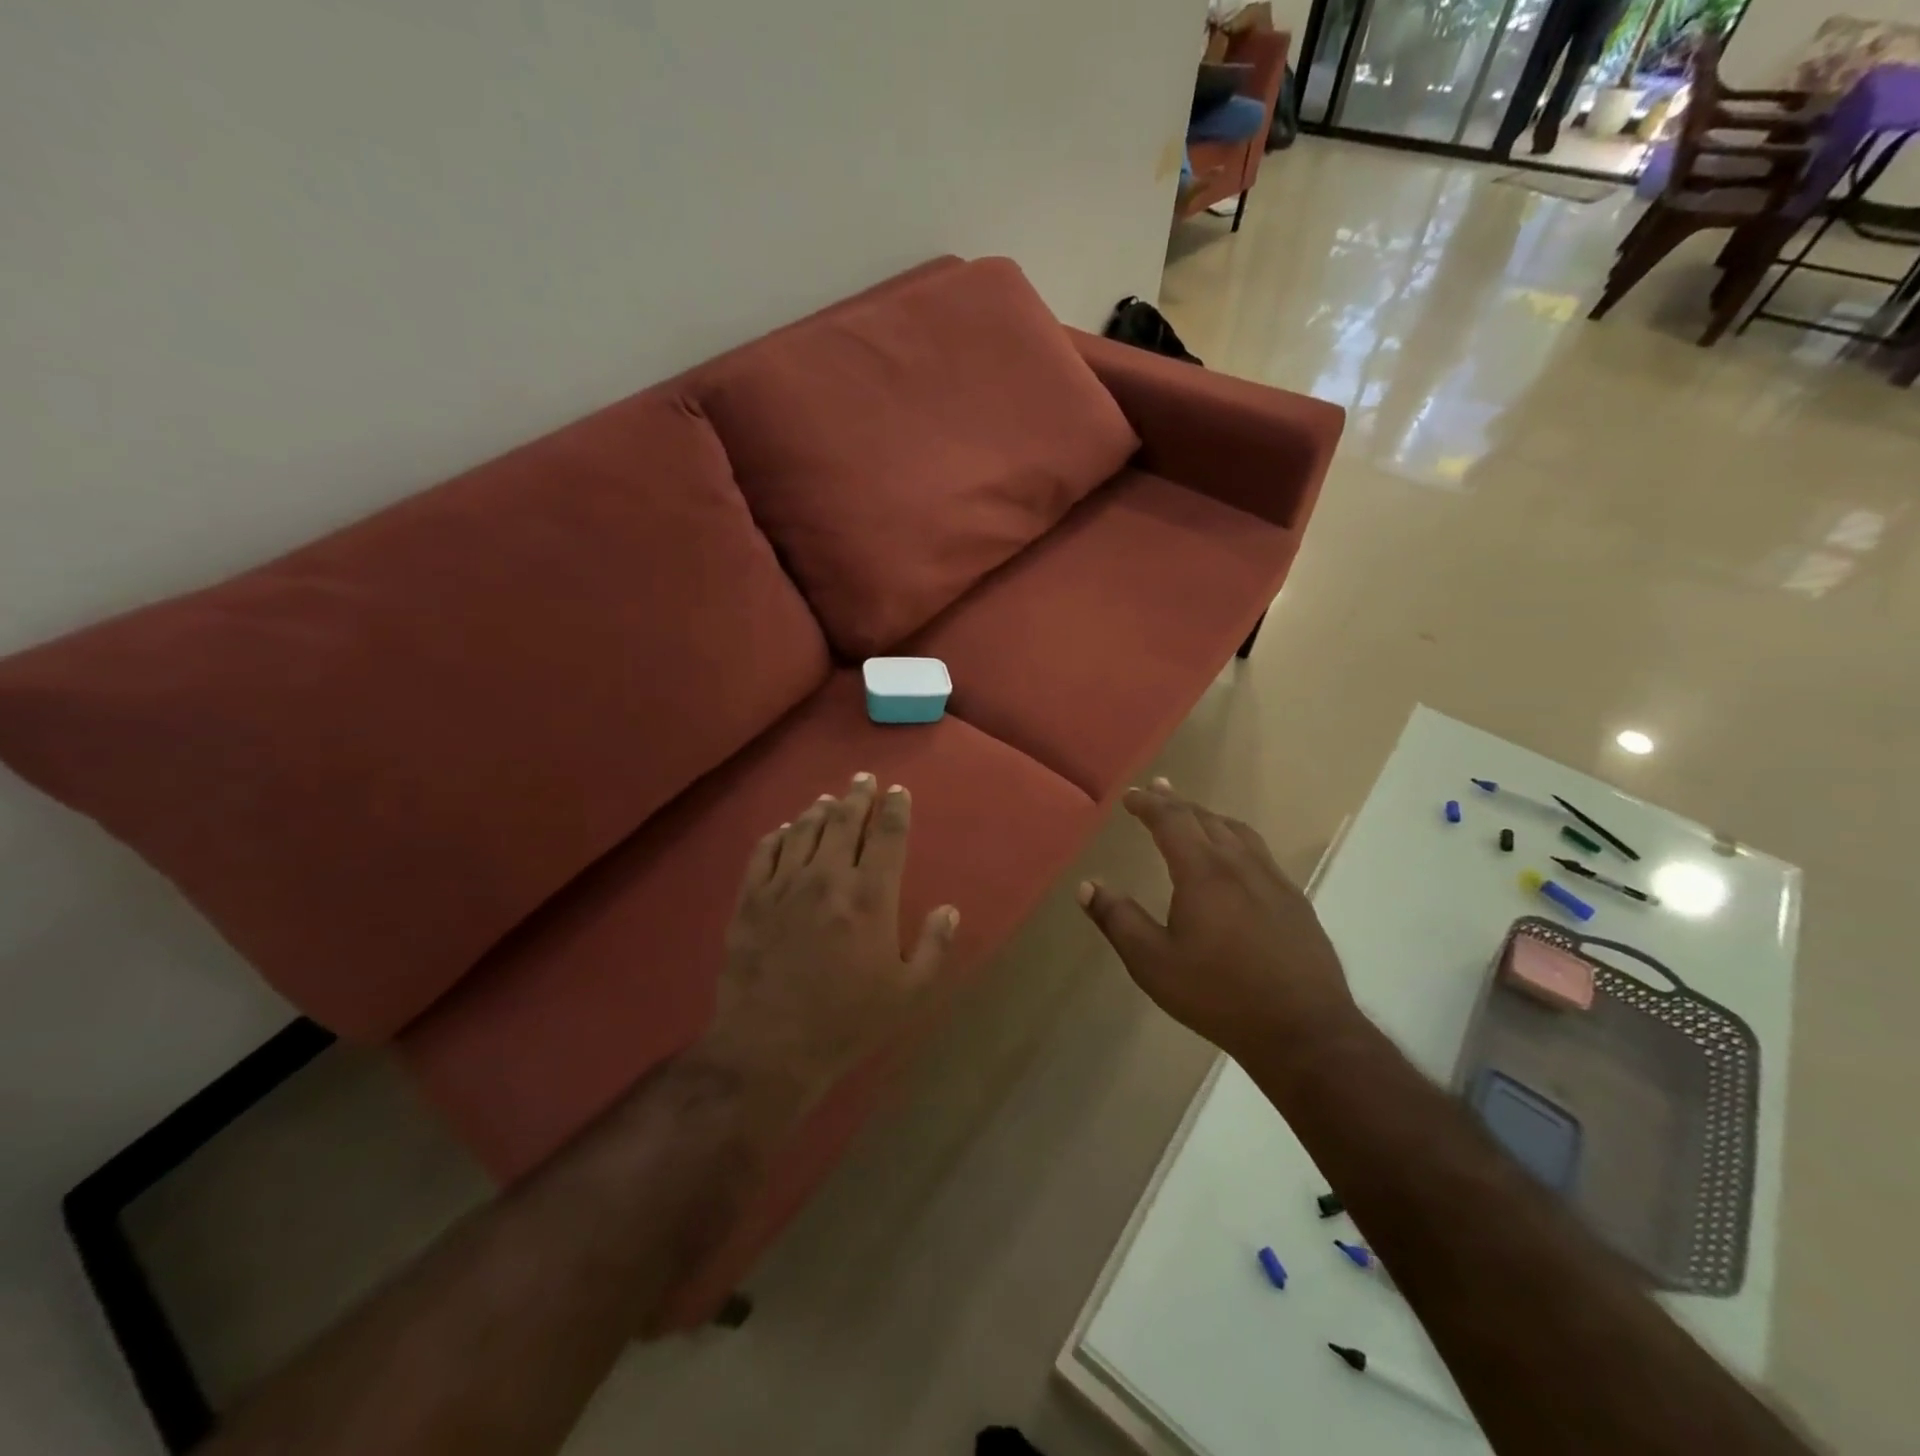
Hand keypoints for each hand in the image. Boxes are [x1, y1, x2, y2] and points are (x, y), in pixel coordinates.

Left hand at [697, 772, 959, 1115]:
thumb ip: (934, 946)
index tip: (898, 792)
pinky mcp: (751, 900)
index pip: (888, 836)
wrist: (768, 1048)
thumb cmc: (846, 1022)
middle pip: (845, 822)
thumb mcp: (907, 993)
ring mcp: (784, 886)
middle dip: (858, 796)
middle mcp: (828, 878)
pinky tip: (785, 830)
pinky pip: (764, 853)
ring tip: (829, 800)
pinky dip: (779, 834)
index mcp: (871, 896)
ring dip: (820, 810)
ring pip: (805, 831)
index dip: (895, 809)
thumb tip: (949, 909)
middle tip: (863, 779)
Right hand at [1077, 779, 1355, 1061]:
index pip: (1172, 820)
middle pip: (1205, 819)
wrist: (1303, 1030)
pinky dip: (1236, 838)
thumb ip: (1117, 920)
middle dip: (1177, 802)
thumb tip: (1086, 886)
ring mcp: (1273, 881)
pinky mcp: (1295, 902)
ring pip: (1238, 832)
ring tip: (1194, 815)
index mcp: (1203, 872)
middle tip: (1158, 788)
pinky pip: (1259, 852)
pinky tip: (1236, 859)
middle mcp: (1240, 865)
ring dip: (1209, 817)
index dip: (1149, 804)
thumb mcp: (1153, 963)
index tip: (1131, 795)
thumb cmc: (1219, 995)